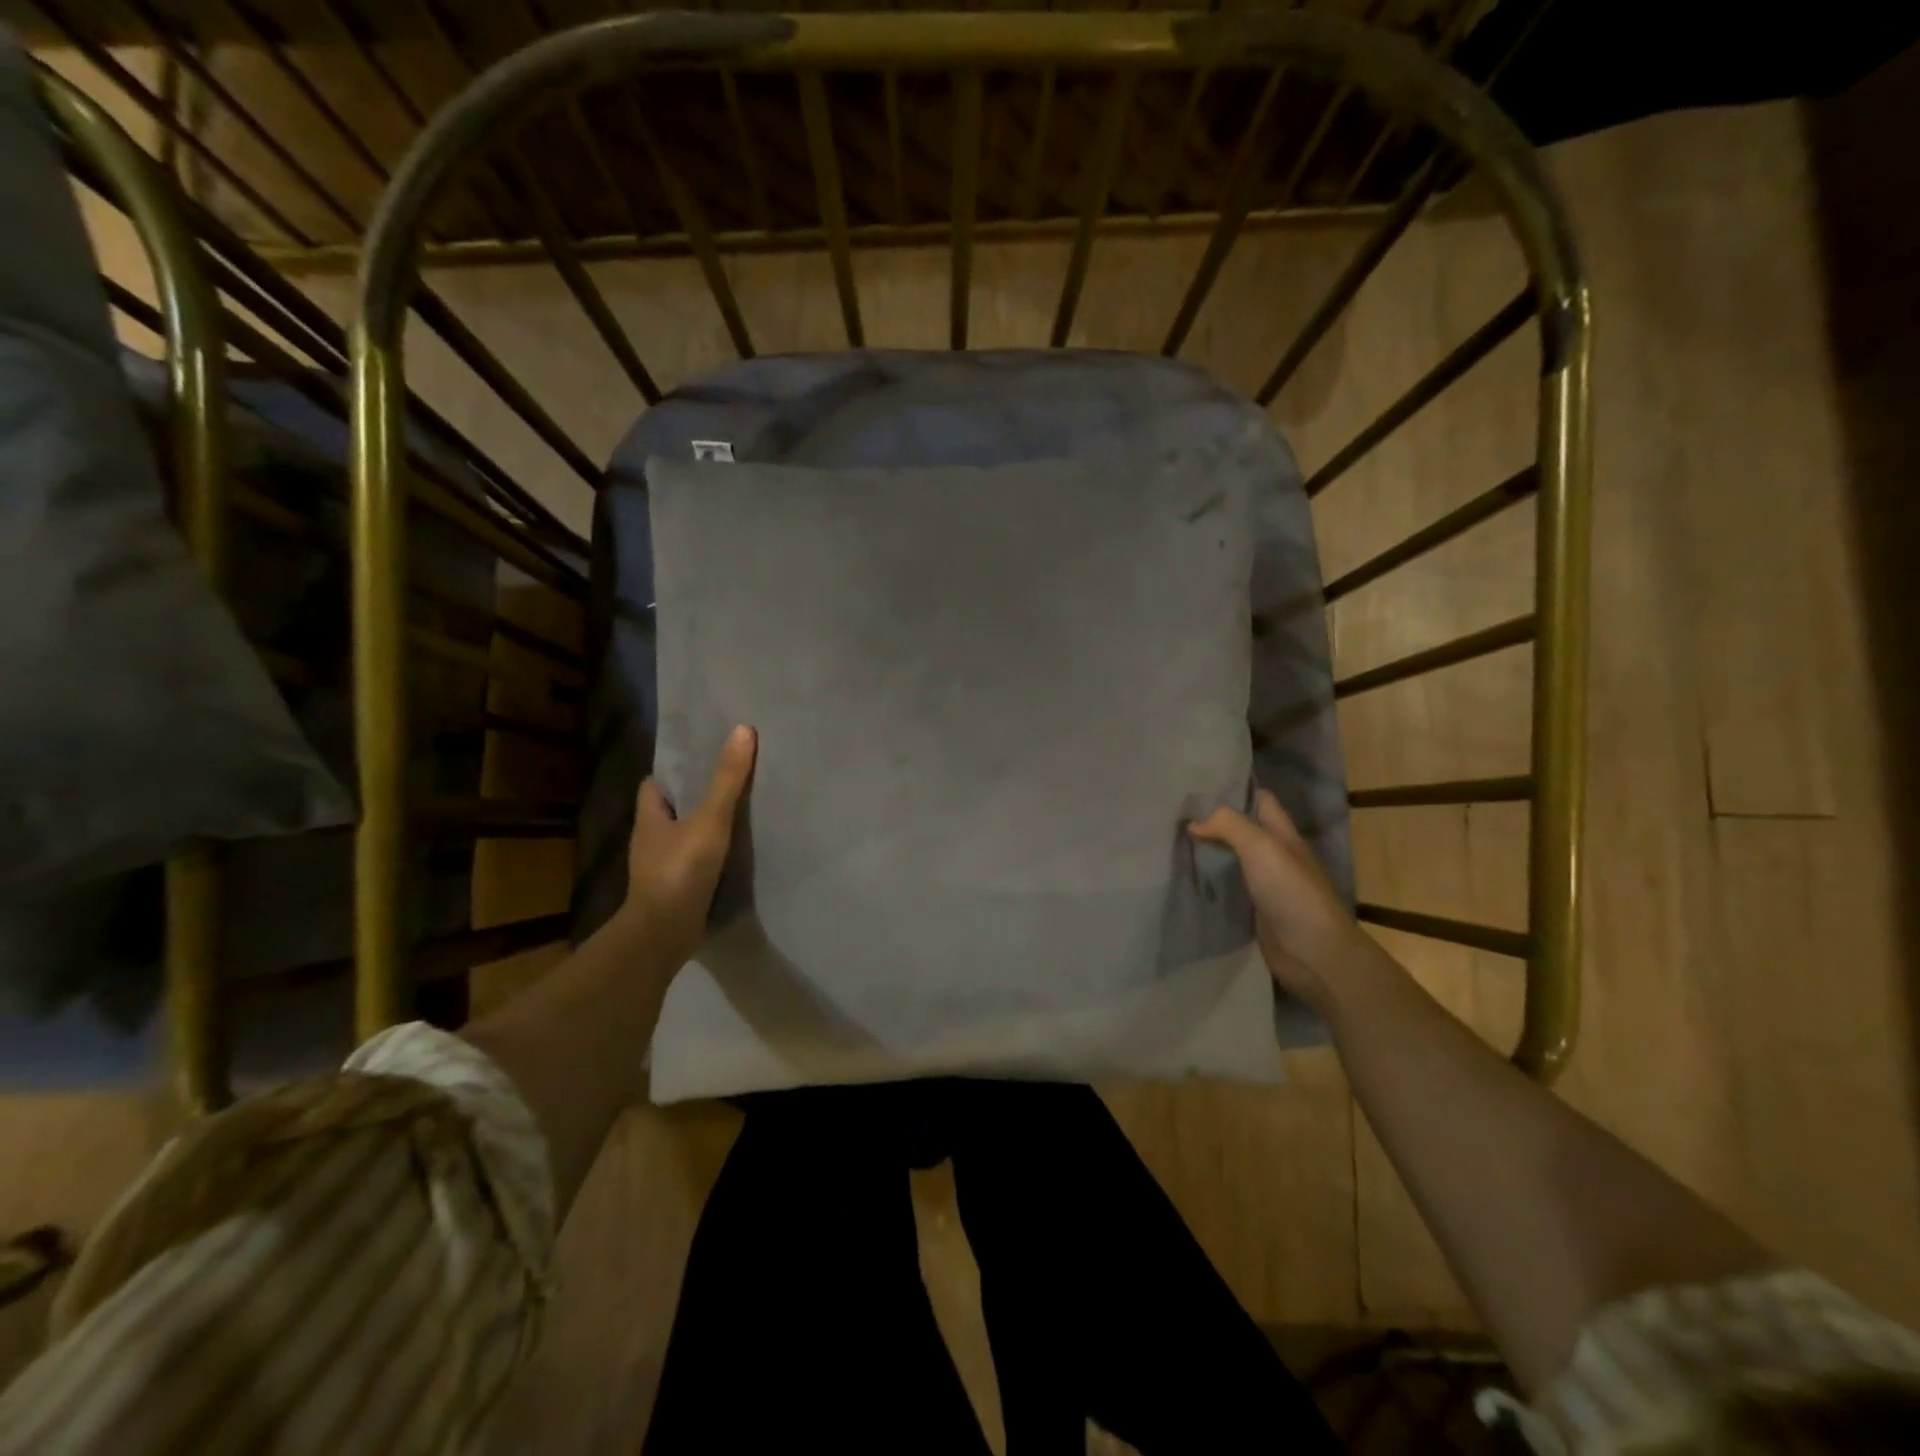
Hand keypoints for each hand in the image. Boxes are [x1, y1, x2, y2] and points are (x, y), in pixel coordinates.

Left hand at [622, 725, 756, 968]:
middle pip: (674, 807)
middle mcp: (651, 838)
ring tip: (742, 810)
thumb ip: (728, 779)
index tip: (705, 756)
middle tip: (733, 777)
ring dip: (707, 825)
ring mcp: (662, 866)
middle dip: (697, 794)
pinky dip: (713, 853)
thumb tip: (743, 730)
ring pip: (686, 834)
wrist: (664, 934)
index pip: (657, 782)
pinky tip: (737, 850)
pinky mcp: (677, 888)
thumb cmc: (680, 870)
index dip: (677, 768)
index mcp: (649, 816)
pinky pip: (697, 860)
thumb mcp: (709, 819)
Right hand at [1189, 789, 1369, 1009]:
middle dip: (1213, 820)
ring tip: (1171, 841)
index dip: (1235, 788)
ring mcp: (1265, 885)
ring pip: (1231, 859)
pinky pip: (1227, 889)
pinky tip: (1184, 877)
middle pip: (1242, 830)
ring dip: (1208, 852)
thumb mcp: (1262, 847)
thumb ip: (1229, 826)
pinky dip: (1208, 882)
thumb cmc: (1291, 892)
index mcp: (1284, 835)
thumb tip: (1195, 821)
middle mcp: (1275, 856)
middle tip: (1174, 812)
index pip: (1260, 800)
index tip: (1199, 782)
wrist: (1313, 953)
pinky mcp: (1254, 911)